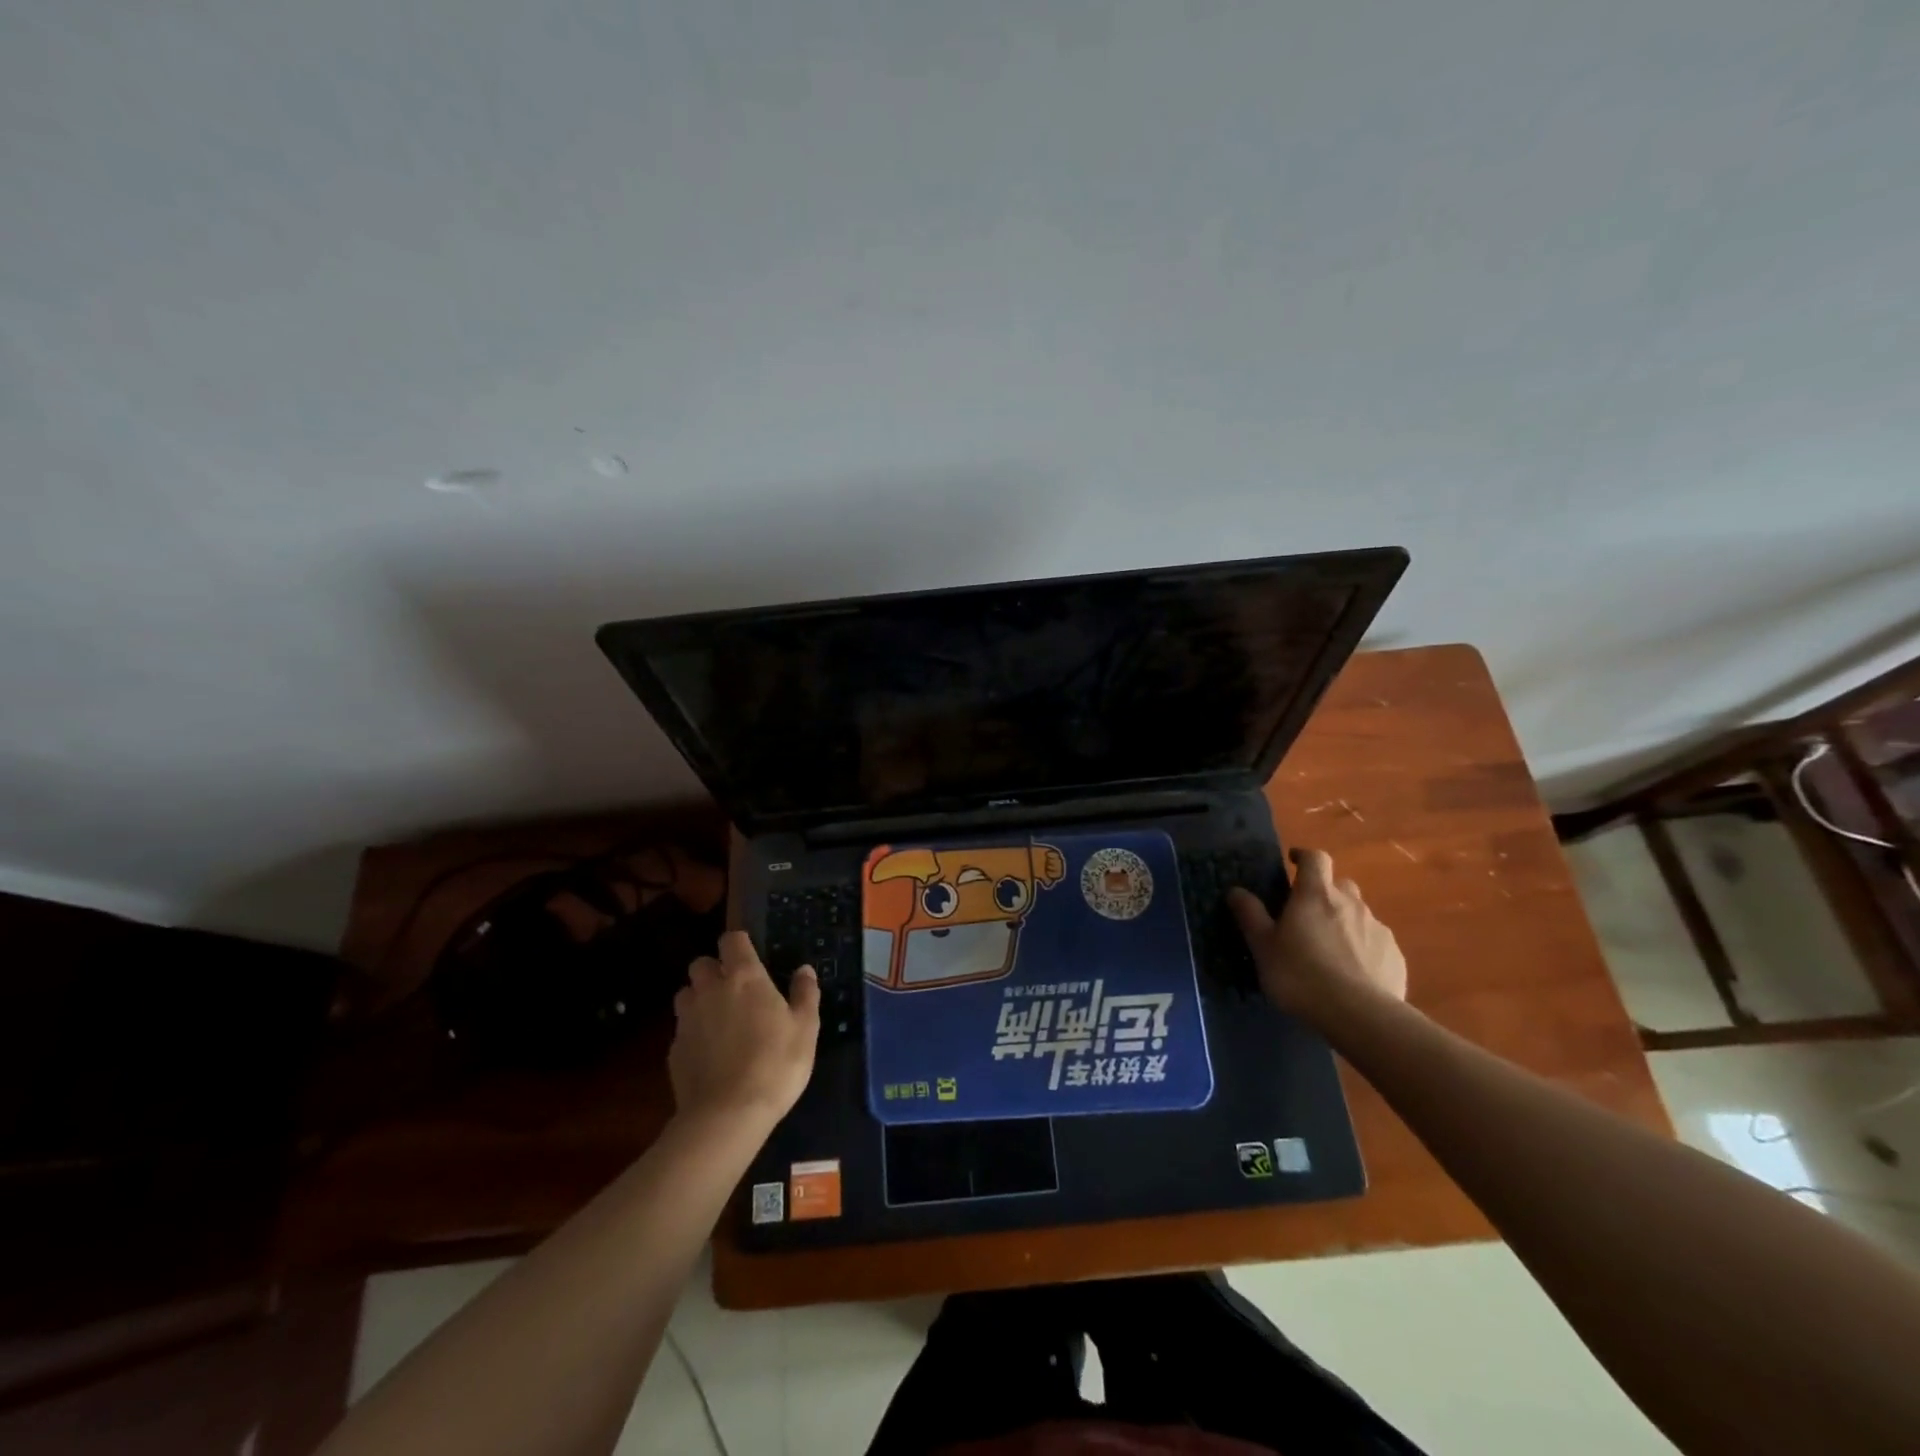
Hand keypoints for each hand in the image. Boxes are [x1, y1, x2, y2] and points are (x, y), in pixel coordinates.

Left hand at [669, 931, 819, 1127]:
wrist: (727, 1115)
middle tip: (734, 990)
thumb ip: (805, 994)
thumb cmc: (775, 1064)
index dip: (739, 944)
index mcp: (744, 977)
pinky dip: (693, 1033)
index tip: (750, 956)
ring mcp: (687, 1019)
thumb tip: (804, 970)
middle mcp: (710, 989)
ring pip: (686, 994)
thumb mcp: (806, 1028)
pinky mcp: (673, 1049)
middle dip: (714, 970)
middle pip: (701, 963)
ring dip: (699, 998)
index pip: (731, 940)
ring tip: (718, 1020)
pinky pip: (681, 1029)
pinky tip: (709, 1054)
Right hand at [1228, 849, 1407, 1022]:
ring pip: (1360, 914)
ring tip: (1330, 949)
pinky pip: (1376, 943)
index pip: (1315, 858)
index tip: (1293, 861)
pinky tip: (1353, 973)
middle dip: (1325, 893)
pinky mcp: (1395, 956)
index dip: (1304, 856)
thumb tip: (1235, 890)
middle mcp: (1351, 903)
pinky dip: (1364, 948)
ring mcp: (1378, 929)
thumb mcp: (1263, 946)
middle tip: (1308, 914)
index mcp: (1316, 895)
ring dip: (1344, 922)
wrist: (1359, 1016)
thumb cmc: (1300, 975)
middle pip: (1340, 885)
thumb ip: (1250, 914)